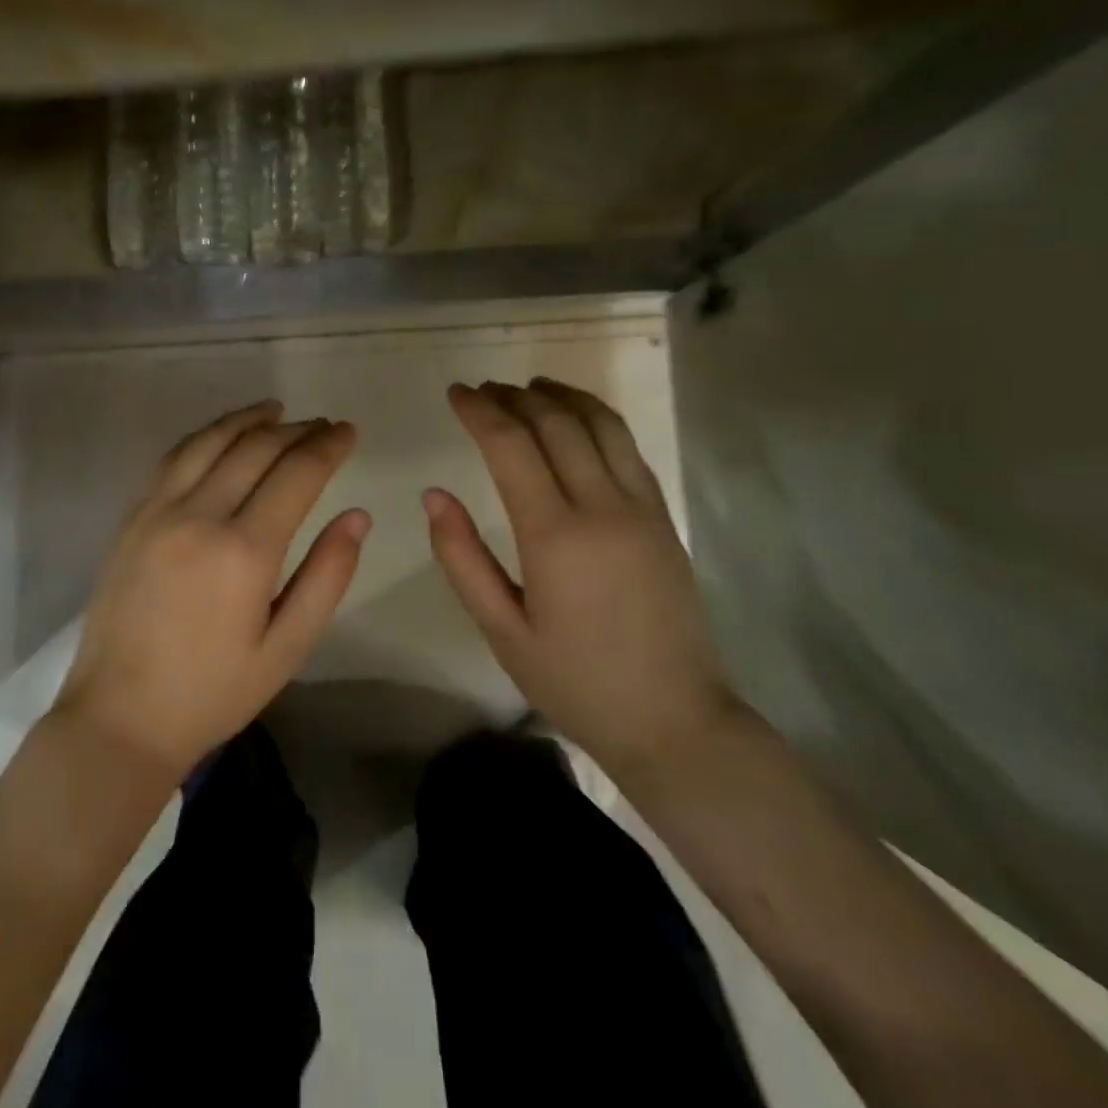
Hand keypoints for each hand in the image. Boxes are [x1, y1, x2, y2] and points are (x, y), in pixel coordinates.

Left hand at [57, 400, 369, 781]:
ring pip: (210, 441)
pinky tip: (221, 436)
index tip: (348, 431)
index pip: (297, 473)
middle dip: (296, 429)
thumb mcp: (287, 648)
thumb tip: (358, 515)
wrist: (120, 717)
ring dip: (248, 419)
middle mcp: (200, 516)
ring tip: (276, 410)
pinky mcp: (132, 518)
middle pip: (255, 448)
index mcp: (245, 551)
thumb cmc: (213, 692)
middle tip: (323, 425)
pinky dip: (205, 436)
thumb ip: (327, 576)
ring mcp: (158, 511)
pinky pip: (173, 458)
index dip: (328, 446)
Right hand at [425, 378, 736, 772]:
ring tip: (527, 387)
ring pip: (600, 424)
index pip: (510, 446)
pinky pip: (628, 447)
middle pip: (555, 423)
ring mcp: (641, 508)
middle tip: (482, 390)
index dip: (479, 411)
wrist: (674, 720)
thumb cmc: (575, 682)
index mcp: (555, 536)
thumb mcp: (502, 631)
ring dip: (560, 396)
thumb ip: (462, 558)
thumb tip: (433, 496)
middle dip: (513, 397)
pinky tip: (576, 417)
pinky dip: (597, 418)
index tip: (455, 392)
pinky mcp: (664, 517)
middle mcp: (602, 507)